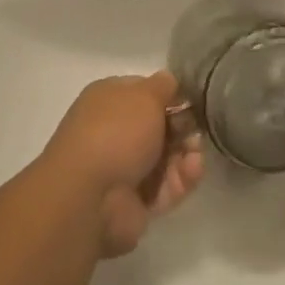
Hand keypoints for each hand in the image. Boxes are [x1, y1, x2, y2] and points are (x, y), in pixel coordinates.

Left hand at [41, 70, 203, 256]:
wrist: (89, 196)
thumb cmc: (116, 132)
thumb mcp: (145, 95)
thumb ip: (164, 86)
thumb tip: (170, 82)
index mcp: (109, 100)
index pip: (145, 93)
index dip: (170, 96)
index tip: (191, 101)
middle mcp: (115, 132)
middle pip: (160, 127)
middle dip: (184, 127)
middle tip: (195, 130)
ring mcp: (125, 169)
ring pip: (168, 157)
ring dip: (187, 154)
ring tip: (194, 154)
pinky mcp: (137, 202)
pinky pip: (168, 186)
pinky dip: (183, 178)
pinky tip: (192, 170)